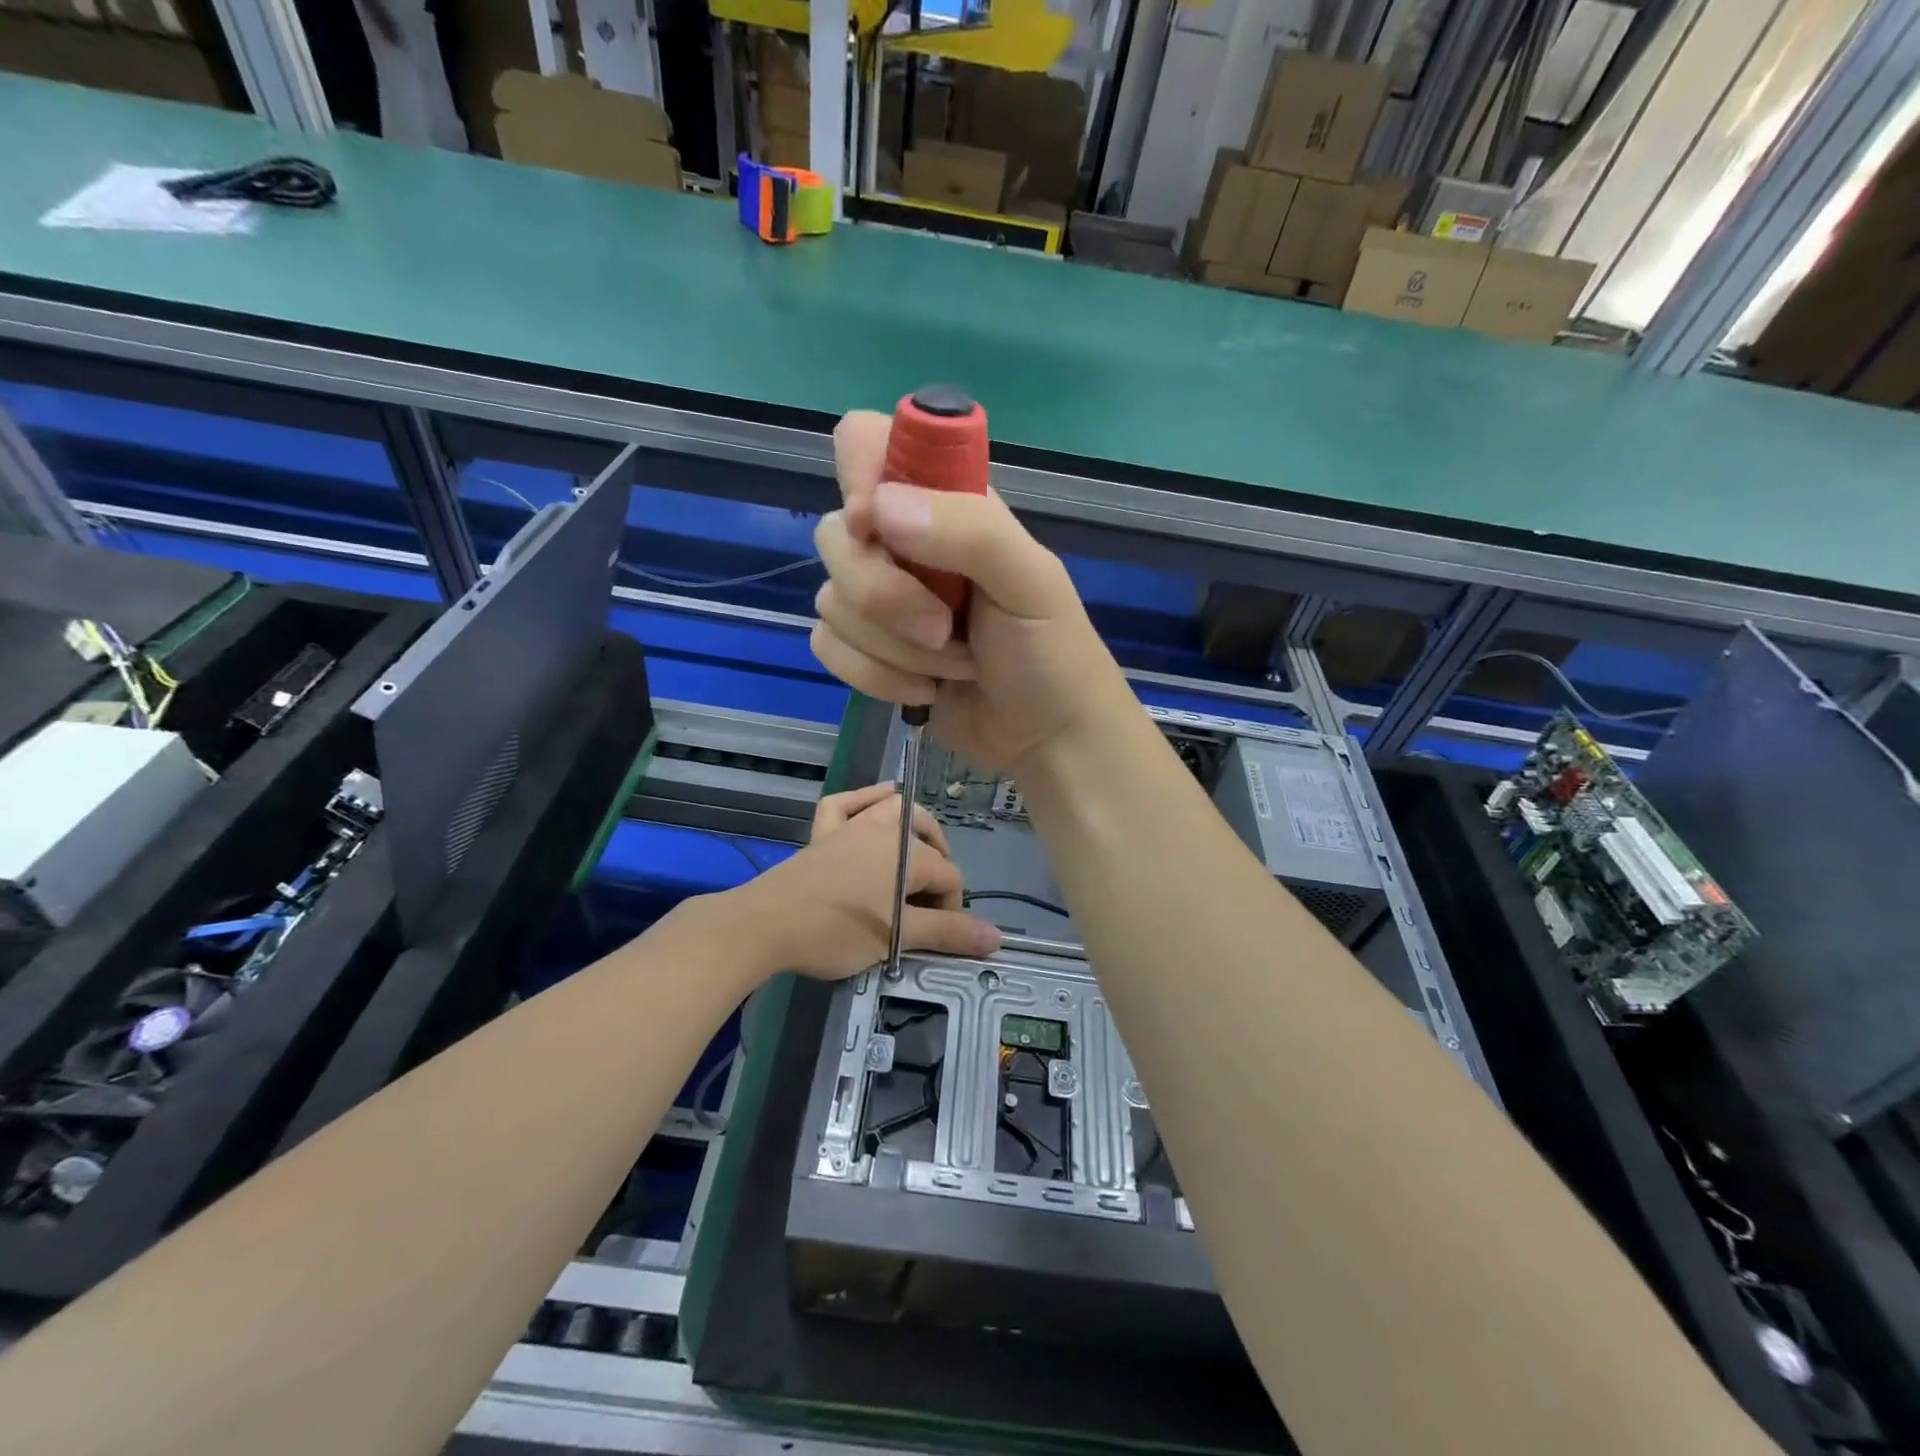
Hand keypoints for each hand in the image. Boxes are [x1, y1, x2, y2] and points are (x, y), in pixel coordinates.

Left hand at [736, 787, 1000, 979]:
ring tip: (919, 851)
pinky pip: (846, 803)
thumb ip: (948, 934)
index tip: (940, 937)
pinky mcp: (823, 832)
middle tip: (933, 900)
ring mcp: (851, 826)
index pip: (949, 877)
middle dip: (940, 863)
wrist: (767, 924)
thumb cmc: (837, 931)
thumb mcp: (898, 938)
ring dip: (913, 825)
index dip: (953, 909)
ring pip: (894, 808)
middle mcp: (885, 830)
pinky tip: (878, 801)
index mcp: (908, 855)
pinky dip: (865, 799)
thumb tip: (998, 938)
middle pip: (929, 836)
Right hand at [809, 410, 1133, 774]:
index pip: (866, 442)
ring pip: (831, 602)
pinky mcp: (865, 650)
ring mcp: (879, 599)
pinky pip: (827, 647)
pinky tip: (925, 689)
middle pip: (834, 535)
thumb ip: (968, 530)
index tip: (879, 527)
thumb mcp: (1030, 580)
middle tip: (944, 628)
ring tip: (954, 661)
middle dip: (886, 597)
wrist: (1045, 737)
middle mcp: (902, 541)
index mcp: (945, 503)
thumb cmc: (1050, 651)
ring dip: (896, 649)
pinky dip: (876, 677)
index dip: (859, 478)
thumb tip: (874, 510)